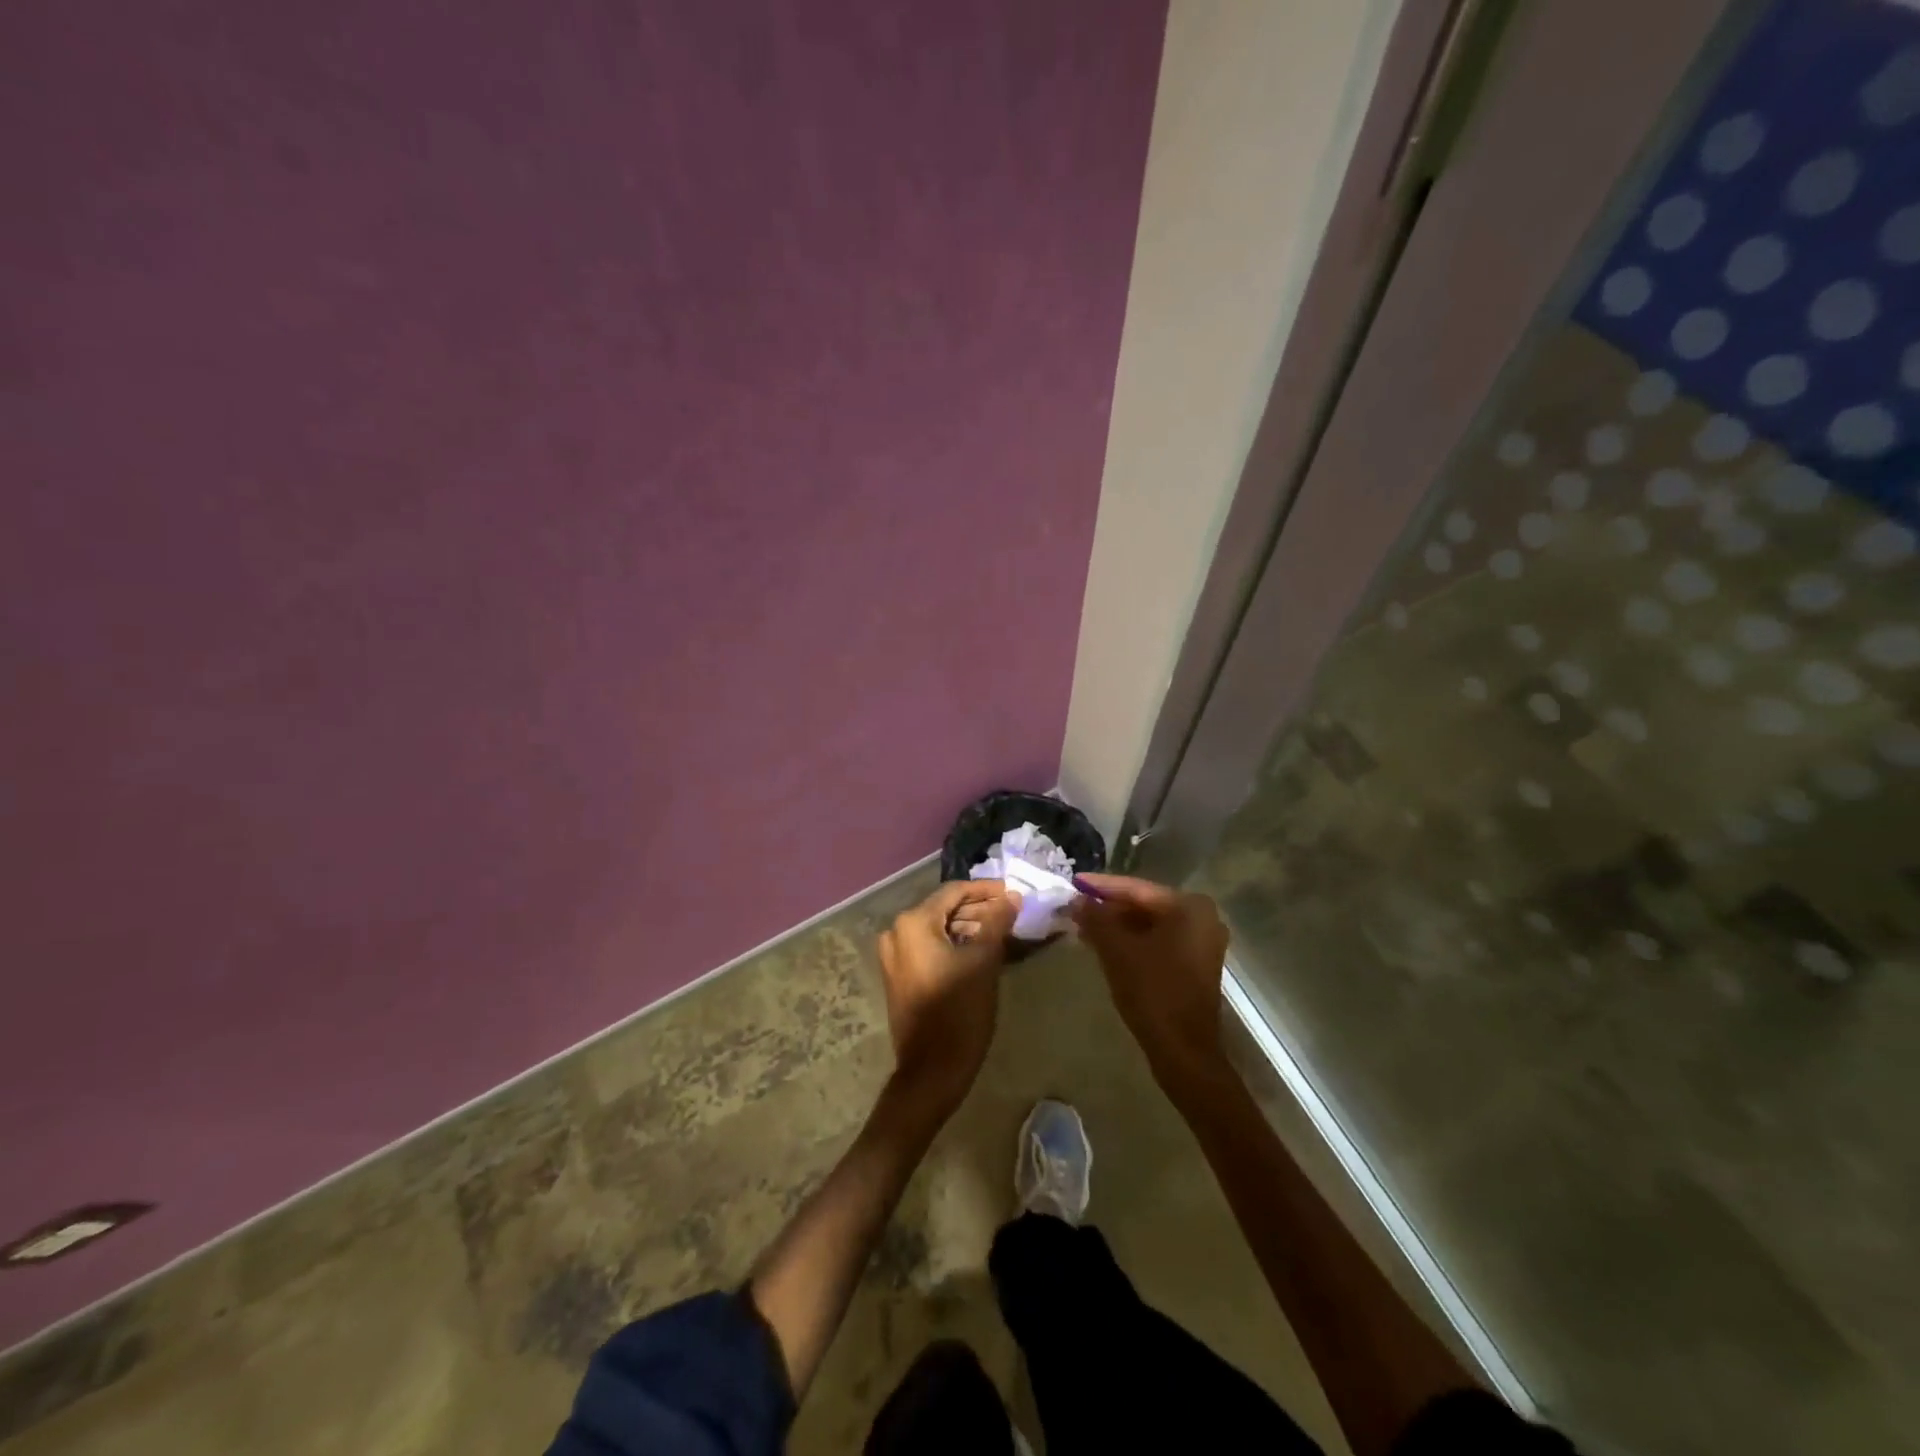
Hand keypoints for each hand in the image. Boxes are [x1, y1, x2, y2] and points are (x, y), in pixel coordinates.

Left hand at [876, 880, 1021, 1117]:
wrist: (932, 1070)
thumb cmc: (959, 1010)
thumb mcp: (984, 961)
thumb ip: (997, 922)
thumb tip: (1011, 896)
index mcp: (914, 923)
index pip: (954, 891)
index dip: (986, 890)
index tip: (1014, 893)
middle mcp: (897, 932)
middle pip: (944, 909)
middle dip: (979, 910)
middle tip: (1012, 914)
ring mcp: (894, 955)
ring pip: (938, 929)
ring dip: (969, 927)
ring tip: (1003, 932)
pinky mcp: (899, 974)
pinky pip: (929, 947)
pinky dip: (954, 944)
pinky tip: (981, 950)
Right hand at [1071, 874, 1230, 1090]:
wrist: (1184, 1051)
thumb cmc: (1153, 993)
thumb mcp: (1117, 951)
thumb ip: (1096, 919)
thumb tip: (1076, 899)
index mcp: (1189, 907)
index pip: (1136, 888)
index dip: (1101, 886)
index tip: (1073, 883)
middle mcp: (1202, 918)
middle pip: (1145, 905)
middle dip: (1109, 908)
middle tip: (1075, 908)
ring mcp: (1201, 943)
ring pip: (1150, 925)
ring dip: (1118, 927)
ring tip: (1083, 927)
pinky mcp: (1195, 964)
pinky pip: (1158, 942)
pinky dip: (1132, 942)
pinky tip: (1104, 946)